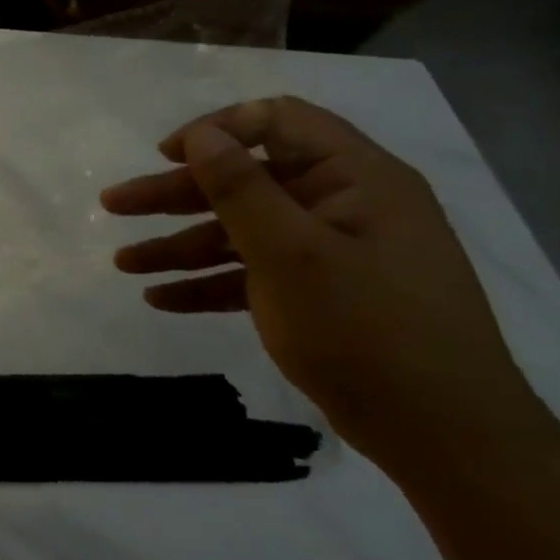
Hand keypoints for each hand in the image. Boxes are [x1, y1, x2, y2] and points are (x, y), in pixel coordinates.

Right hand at [101, 97, 551, 469]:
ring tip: (122, 264)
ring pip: (240, 231)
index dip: (217, 130)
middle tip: (113, 205)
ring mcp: (330, 253)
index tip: (165, 155)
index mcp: (354, 178)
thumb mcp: (292, 255)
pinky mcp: (318, 295)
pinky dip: (207, 283)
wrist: (445, 438)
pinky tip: (160, 299)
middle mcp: (343, 205)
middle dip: (174, 194)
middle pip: (244, 181)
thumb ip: (241, 189)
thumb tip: (201, 134)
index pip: (277, 122)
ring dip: (179, 244)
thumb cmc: (367, 330)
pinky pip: (252, 274)